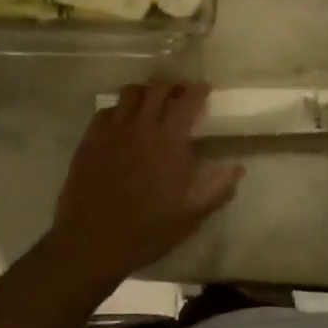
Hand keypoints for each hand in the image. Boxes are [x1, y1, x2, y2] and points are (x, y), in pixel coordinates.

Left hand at [44, 81, 242, 285]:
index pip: (187, 101)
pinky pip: (106, 111)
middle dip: (172, 85)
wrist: (92, 242)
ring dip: (145, 93)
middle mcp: (141, 127)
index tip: (204, 89)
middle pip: (157, 87)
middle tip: (179, 94)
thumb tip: (238, 167)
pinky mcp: (90, 139)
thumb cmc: (147, 232)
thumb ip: (217, 188)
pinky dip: (119, 110)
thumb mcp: (190, 216)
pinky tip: (122, 124)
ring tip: (151, 104)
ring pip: (130, 93)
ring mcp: (112, 131)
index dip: (197, 90)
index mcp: (169, 142)